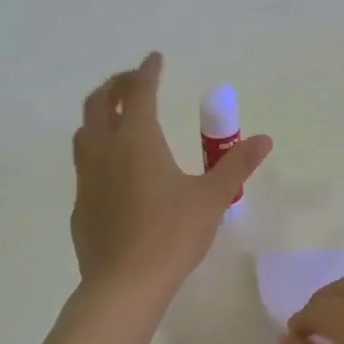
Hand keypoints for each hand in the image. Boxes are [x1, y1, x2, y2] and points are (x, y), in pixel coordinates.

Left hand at [71, 52, 271, 293]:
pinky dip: (98, 151)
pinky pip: (85, 165)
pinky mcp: (80, 205)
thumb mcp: (212, 198)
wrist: (124, 284)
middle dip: (116, 86)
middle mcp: (105, 151)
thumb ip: (236, 165)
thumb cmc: (172, 234)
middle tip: (135, 82)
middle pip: (100, 104)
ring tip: (119, 118)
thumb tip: (264, 140)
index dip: (147, 72)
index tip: (155, 59)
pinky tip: (115, 170)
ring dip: (101, 115)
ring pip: (85, 132)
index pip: (139, 93)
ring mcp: (86, 178)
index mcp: (137, 141)